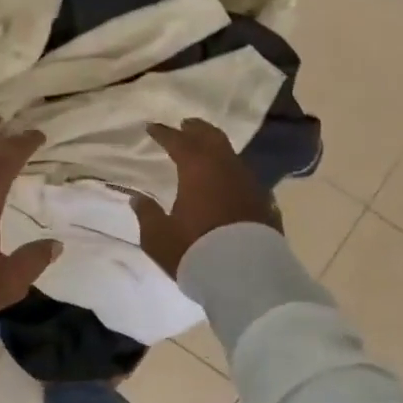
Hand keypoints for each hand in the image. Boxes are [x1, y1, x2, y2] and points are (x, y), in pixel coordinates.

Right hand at [131, 118, 280, 276]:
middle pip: (212, 138)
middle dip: (197, 129)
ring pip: (232, 156)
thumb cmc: (195, 251)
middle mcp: (226, 168)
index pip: (178, 142)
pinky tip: (229, 182)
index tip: (153, 127)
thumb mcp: (159, 237)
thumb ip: (147, 214)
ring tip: (206, 151)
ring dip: (217, 149)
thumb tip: (137, 198)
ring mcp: (249, 184)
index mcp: (197, 169)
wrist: (246, 277)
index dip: (164, 133)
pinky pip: (245, 178)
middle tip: (186, 125)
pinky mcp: (265, 203)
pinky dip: (232, 173)